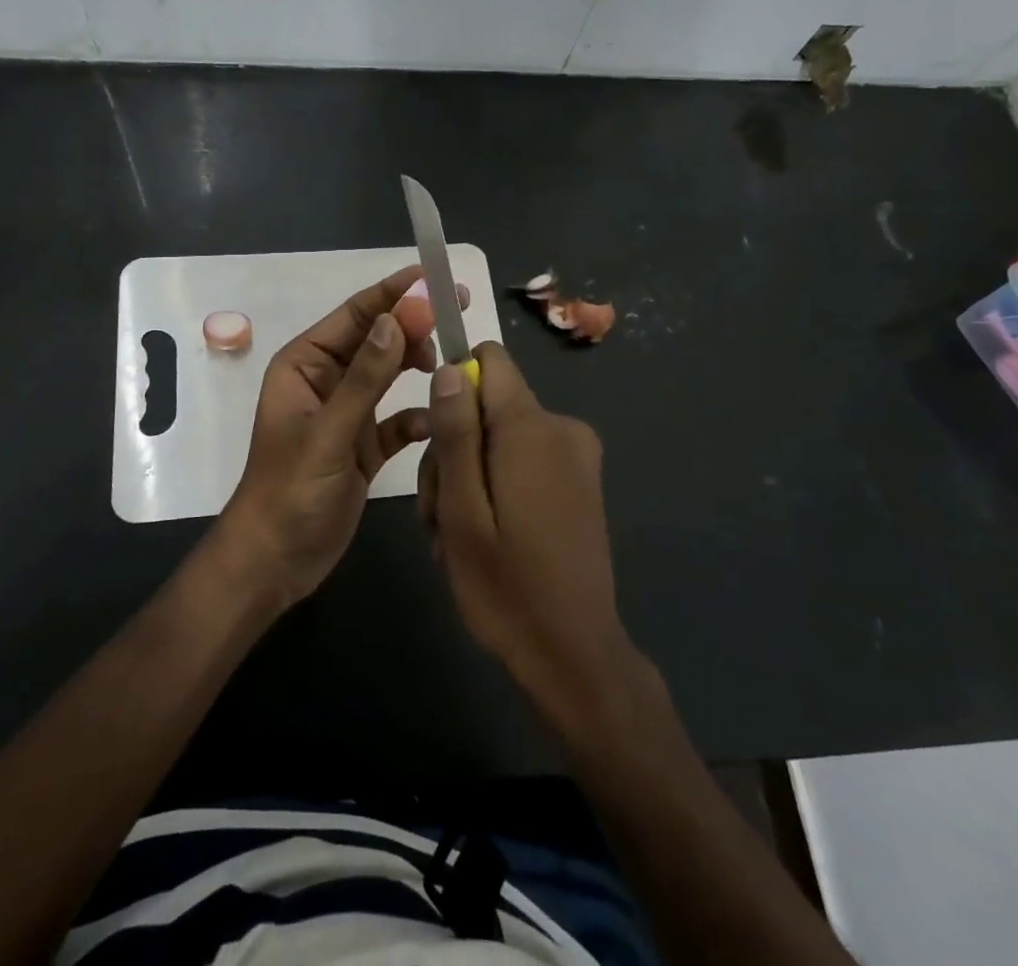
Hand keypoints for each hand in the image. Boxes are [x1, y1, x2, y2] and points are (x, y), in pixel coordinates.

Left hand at [214, 266, 434, 608]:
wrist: (275, 561)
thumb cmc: (290, 491)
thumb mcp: (329, 432)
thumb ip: (365, 378)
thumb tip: (396, 319)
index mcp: (306, 364)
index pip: (355, 316)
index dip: (393, 294)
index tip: (435, 279)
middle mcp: (327, 380)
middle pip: (377, 340)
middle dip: (413, 326)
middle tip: (458, 315)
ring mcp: (347, 413)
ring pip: (389, 375)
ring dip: (417, 366)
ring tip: (448, 366)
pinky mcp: (364, 445)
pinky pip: (397, 419)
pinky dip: (416, 417)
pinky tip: (434, 424)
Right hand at [418, 343, 640, 730]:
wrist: (574, 656)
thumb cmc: (506, 587)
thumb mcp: (462, 510)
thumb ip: (455, 434)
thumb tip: (449, 369)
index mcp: (532, 428)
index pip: (489, 360)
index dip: (454, 385)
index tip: (436, 434)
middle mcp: (562, 428)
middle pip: (487, 405)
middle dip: (454, 449)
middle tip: (438, 514)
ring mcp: (577, 455)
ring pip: (500, 436)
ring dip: (470, 476)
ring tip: (456, 536)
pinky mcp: (581, 480)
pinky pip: (524, 458)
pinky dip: (497, 486)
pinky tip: (484, 536)